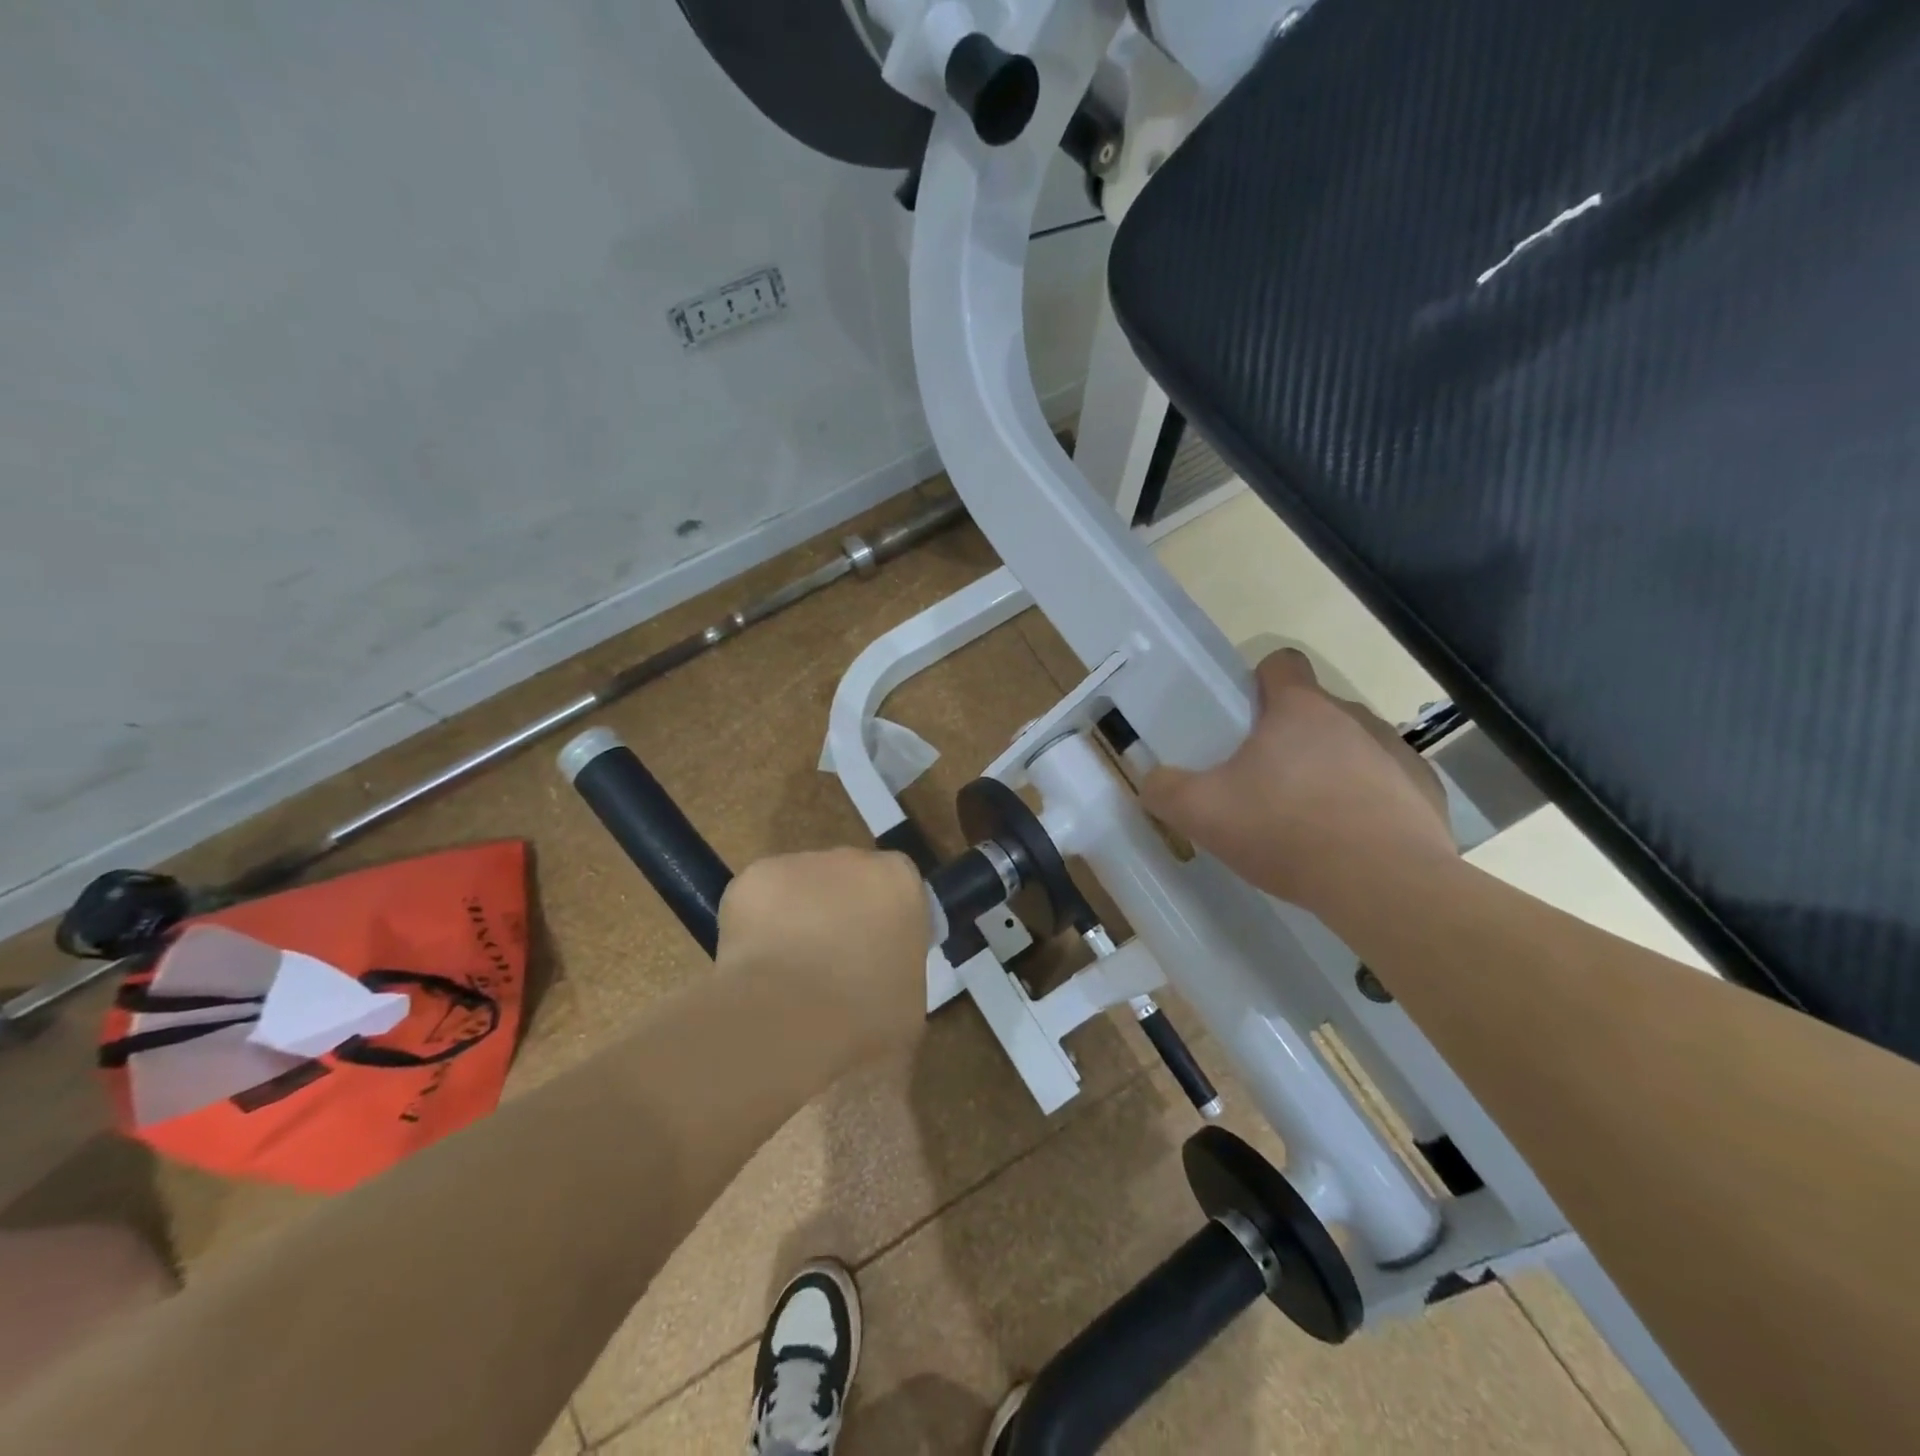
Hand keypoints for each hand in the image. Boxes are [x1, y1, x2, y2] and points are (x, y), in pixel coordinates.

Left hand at [715, 848, 930, 1063]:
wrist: (791, 1019)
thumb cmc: (866, 1016)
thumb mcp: (909, 998)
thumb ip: (898, 966)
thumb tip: (879, 972)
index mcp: (899, 881)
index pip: (895, 888)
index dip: (882, 920)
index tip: (872, 956)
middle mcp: (852, 859)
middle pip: (846, 879)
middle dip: (838, 912)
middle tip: (828, 963)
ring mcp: (799, 863)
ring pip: (799, 887)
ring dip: (796, 916)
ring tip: (785, 970)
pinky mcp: (753, 877)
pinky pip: (758, 899)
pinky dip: (755, 925)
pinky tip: (755, 963)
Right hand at [1142, 650, 1454, 913]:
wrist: (1383, 885)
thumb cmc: (1285, 831)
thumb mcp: (1201, 813)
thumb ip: (1164, 790)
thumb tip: (1152, 781)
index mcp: (1299, 710)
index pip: (1281, 664)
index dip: (1259, 682)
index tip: (1245, 717)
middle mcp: (1353, 718)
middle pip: (1315, 711)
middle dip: (1289, 738)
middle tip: (1263, 784)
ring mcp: (1396, 753)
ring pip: (1353, 746)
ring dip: (1331, 768)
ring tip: (1309, 819)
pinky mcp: (1426, 793)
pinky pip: (1389, 785)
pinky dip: (1369, 803)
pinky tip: (1353, 841)